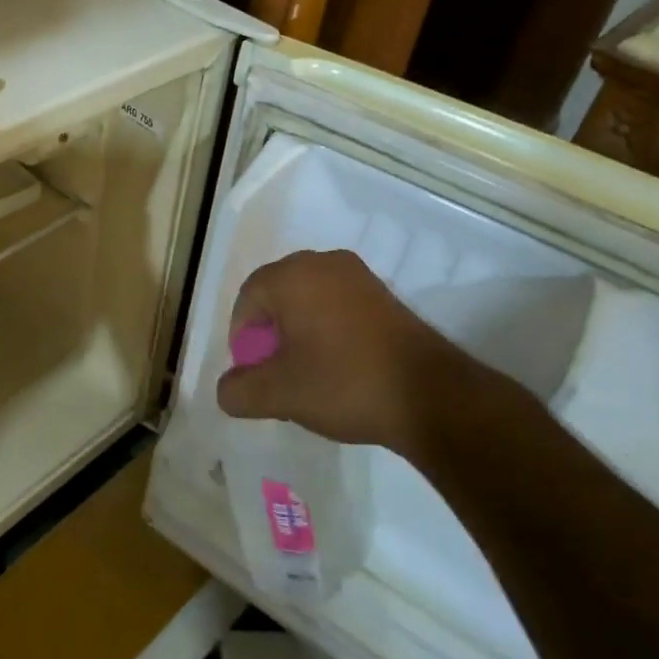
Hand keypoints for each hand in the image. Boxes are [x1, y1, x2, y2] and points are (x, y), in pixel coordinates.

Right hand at [217, 250, 532, 457]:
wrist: (430, 395)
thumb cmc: (343, 384)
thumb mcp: (278, 395)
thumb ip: (238, 391)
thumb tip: (228, 388)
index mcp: (292, 276)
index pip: (247, 299)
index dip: (241, 338)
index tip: (252, 373)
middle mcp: (324, 263)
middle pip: (277, 296)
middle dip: (268, 336)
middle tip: (274, 375)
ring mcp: (359, 276)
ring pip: (308, 301)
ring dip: (297, 335)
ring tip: (304, 376)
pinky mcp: (383, 295)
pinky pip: (337, 306)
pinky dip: (326, 331)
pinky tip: (336, 368)